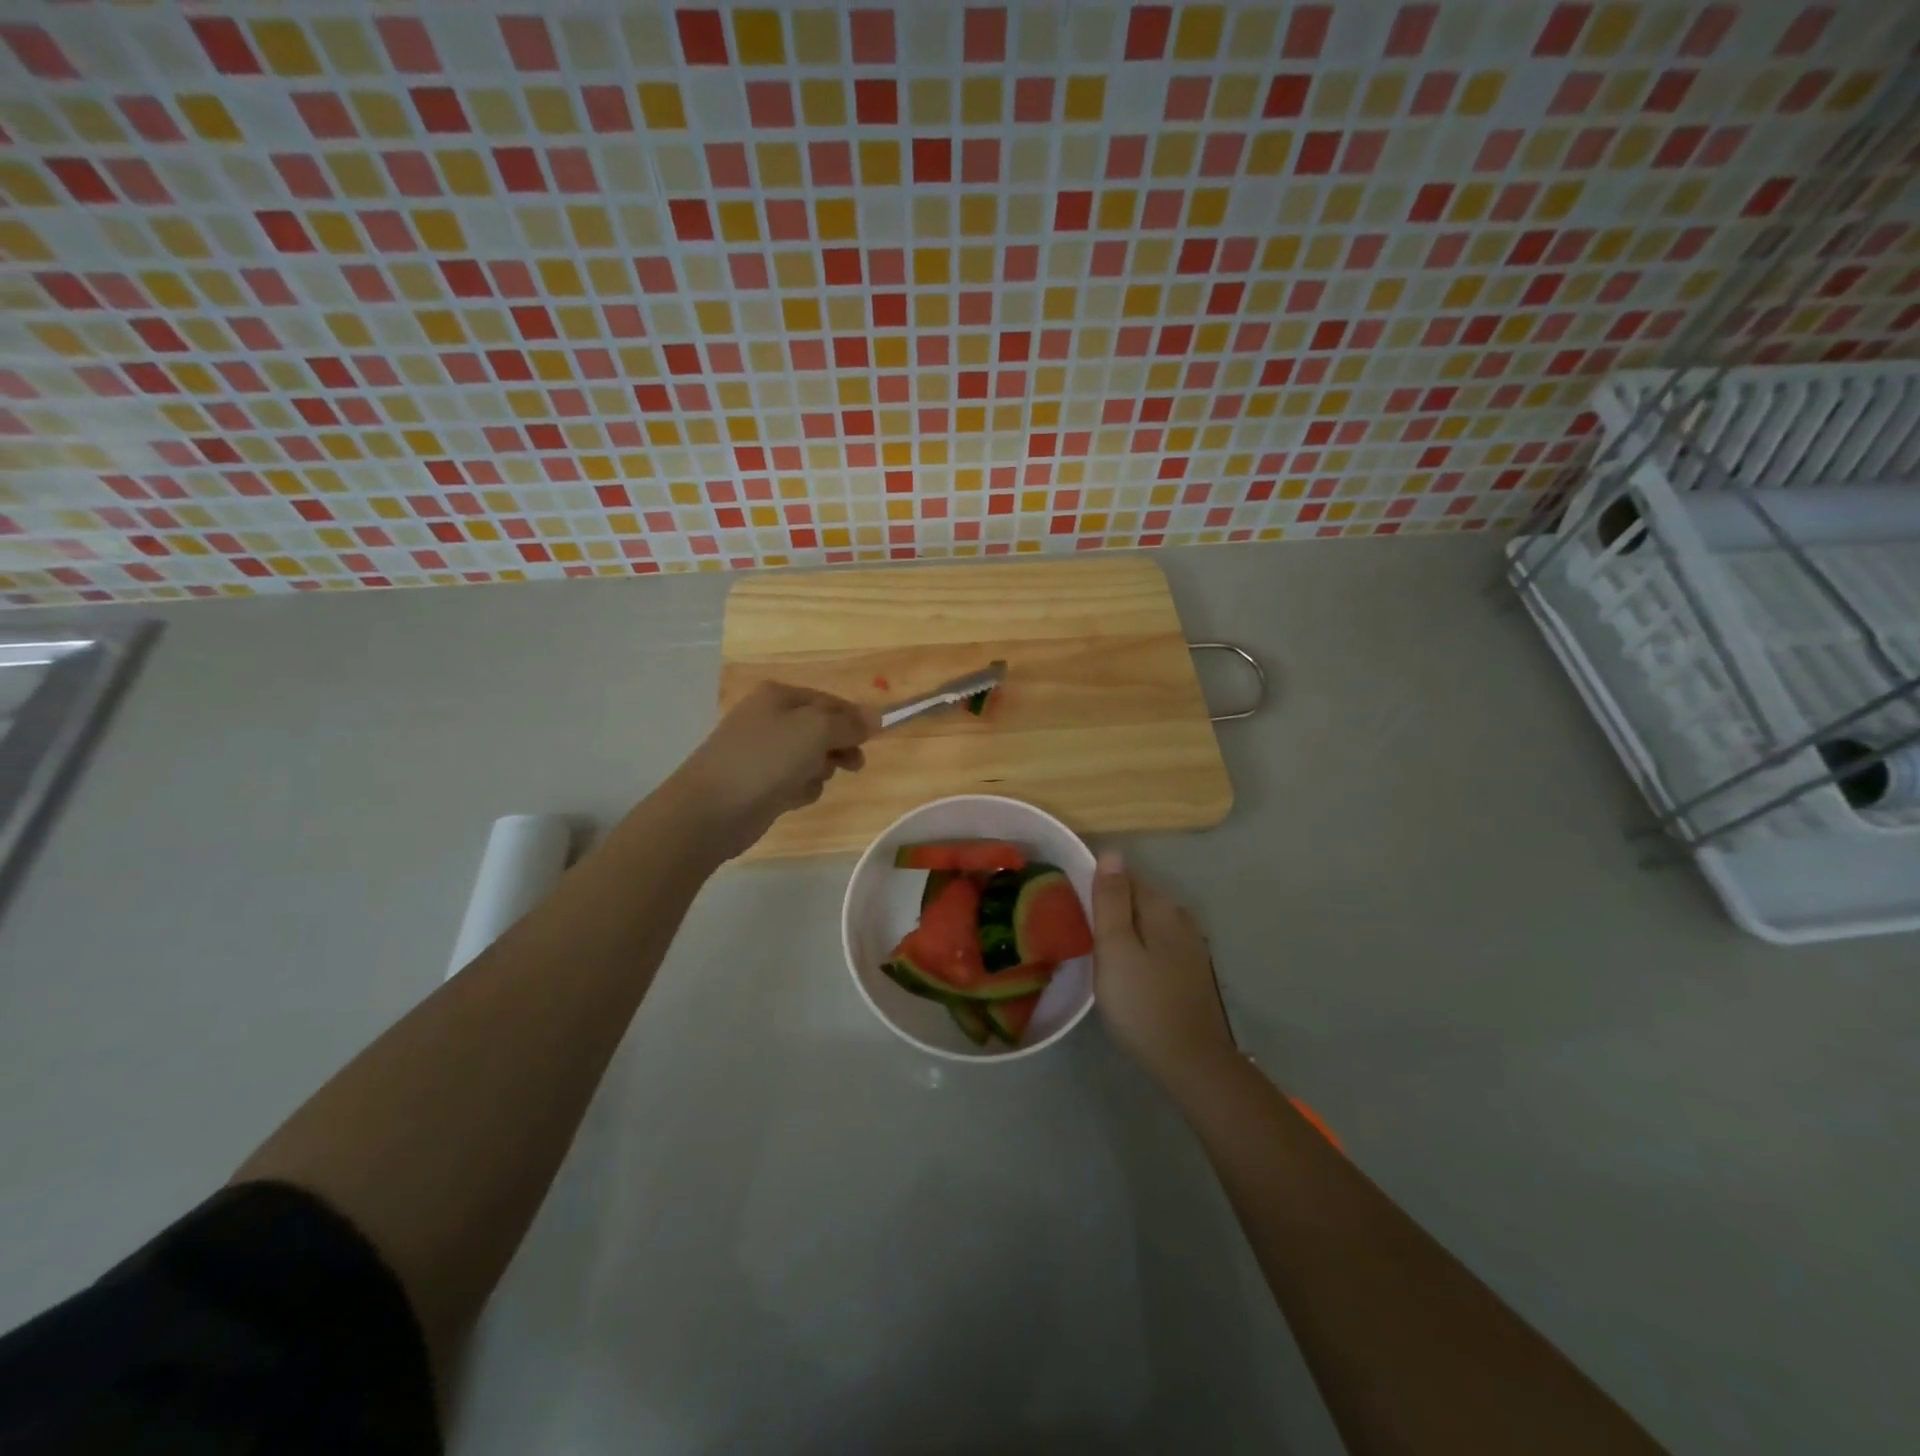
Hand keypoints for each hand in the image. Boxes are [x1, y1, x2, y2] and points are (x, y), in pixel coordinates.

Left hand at [666, 681, 877, 858]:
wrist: (711, 809)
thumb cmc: (766, 759)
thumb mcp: (816, 730)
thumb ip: (849, 723)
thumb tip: (876, 716)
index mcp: (779, 696)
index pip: (830, 701)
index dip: (854, 719)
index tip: (874, 739)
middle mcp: (769, 719)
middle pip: (821, 729)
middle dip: (838, 746)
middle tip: (854, 765)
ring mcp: (762, 752)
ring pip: (810, 757)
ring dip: (819, 770)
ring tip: (811, 781)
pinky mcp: (760, 784)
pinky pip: (795, 781)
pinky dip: (801, 789)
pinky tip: (793, 798)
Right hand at [1091, 851, 1237, 1088]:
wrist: (1190, 1060)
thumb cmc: (1142, 1002)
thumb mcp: (1115, 947)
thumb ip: (1111, 900)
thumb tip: (1112, 852)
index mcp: (1160, 907)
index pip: (1124, 878)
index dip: (1098, 888)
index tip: (1075, 909)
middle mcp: (1181, 918)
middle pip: (1138, 900)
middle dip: (1112, 909)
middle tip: (1082, 933)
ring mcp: (1191, 947)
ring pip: (1149, 925)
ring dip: (1127, 932)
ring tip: (1101, 953)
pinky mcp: (1192, 972)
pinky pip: (1159, 946)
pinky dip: (1141, 950)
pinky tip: (1129, 972)